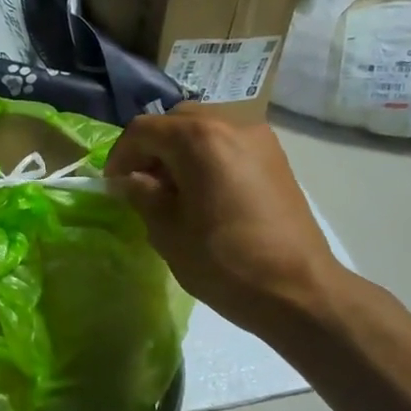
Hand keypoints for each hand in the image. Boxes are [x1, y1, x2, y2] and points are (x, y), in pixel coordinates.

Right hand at [104, 106, 345, 333]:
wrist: (297, 289)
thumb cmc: (224, 263)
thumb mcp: (168, 232)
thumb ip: (142, 195)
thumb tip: (129, 180)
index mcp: (199, 139)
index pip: (144, 130)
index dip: (120, 156)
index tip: (113, 186)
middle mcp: (231, 124)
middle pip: (177, 121)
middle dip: (152, 149)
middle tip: (141, 186)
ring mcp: (259, 138)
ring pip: (205, 129)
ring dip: (180, 152)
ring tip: (173, 192)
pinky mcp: (276, 157)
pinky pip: (229, 144)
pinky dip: (207, 157)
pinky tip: (204, 194)